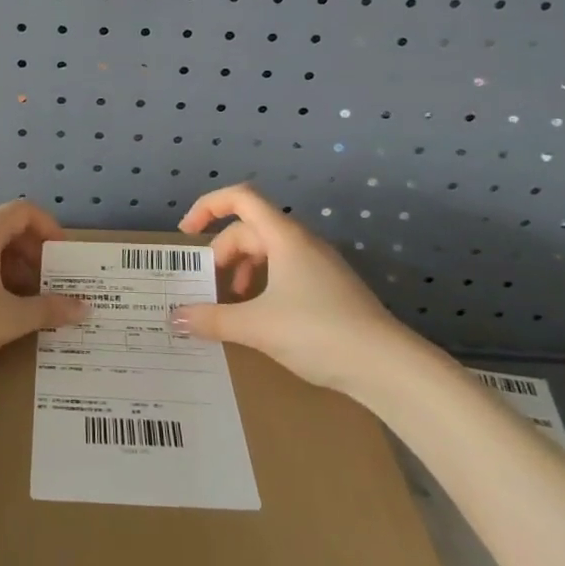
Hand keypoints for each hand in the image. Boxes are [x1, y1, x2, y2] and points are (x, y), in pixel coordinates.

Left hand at [0, 200, 90, 387]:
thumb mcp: (10, 319)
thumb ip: (49, 309)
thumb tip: (84, 308)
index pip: (22, 211)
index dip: (48, 227)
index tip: (61, 255)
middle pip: (3, 229)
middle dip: (30, 253)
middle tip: (47, 283)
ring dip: (8, 266)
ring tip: (22, 300)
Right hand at [171, 184, 432, 399]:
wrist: (388, 367)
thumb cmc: (318, 332)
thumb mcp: (257, 326)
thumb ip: (213, 319)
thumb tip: (176, 317)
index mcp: (284, 236)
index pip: (240, 198)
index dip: (208, 207)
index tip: (186, 235)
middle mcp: (302, 242)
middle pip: (250, 229)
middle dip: (222, 253)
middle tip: (207, 287)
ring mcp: (320, 265)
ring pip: (269, 252)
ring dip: (243, 271)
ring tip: (231, 305)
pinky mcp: (331, 289)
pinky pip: (286, 272)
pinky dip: (264, 285)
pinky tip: (261, 318)